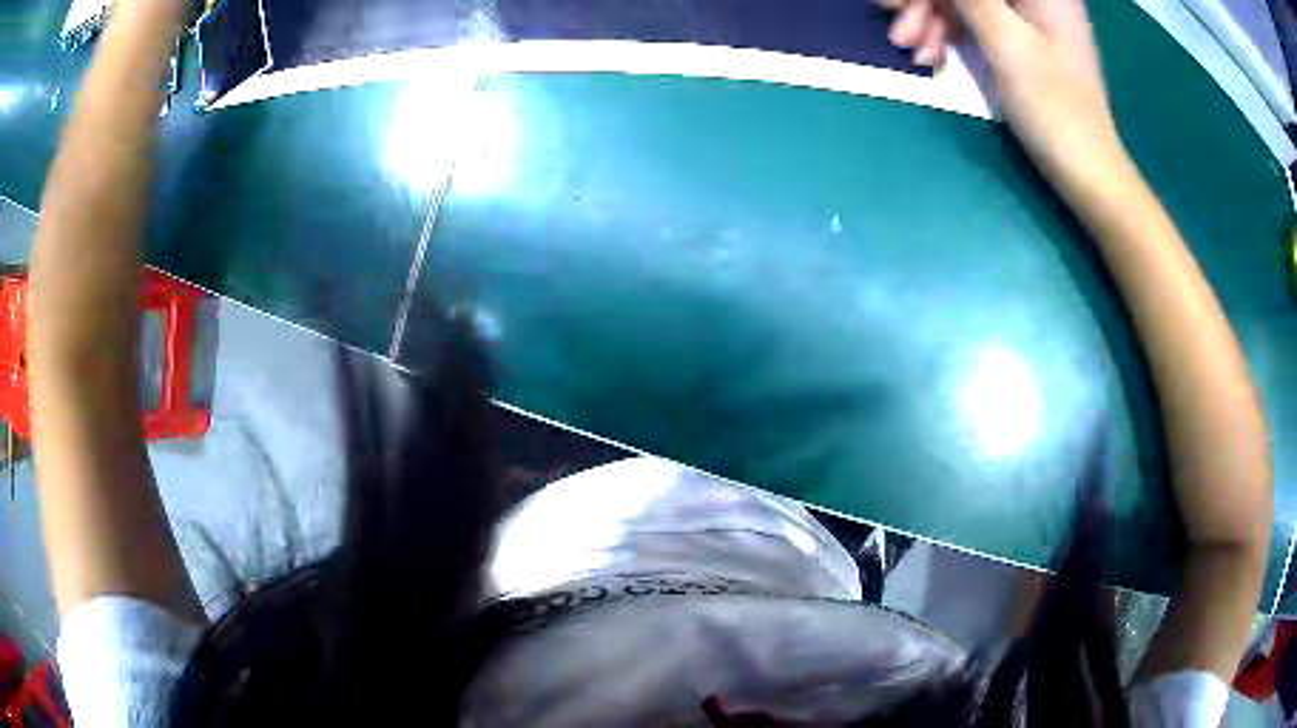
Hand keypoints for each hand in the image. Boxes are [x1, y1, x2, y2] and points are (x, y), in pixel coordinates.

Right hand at [884, 0, 1128, 193]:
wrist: (1086, 171)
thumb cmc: (1056, 109)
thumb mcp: (1007, 42)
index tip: (902, 5)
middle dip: (927, 2)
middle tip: (900, 31)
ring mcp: (1024, 14)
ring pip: (961, 0)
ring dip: (929, 20)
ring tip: (914, 52)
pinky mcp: (1017, 36)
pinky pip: (970, 20)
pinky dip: (946, 34)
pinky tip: (932, 56)